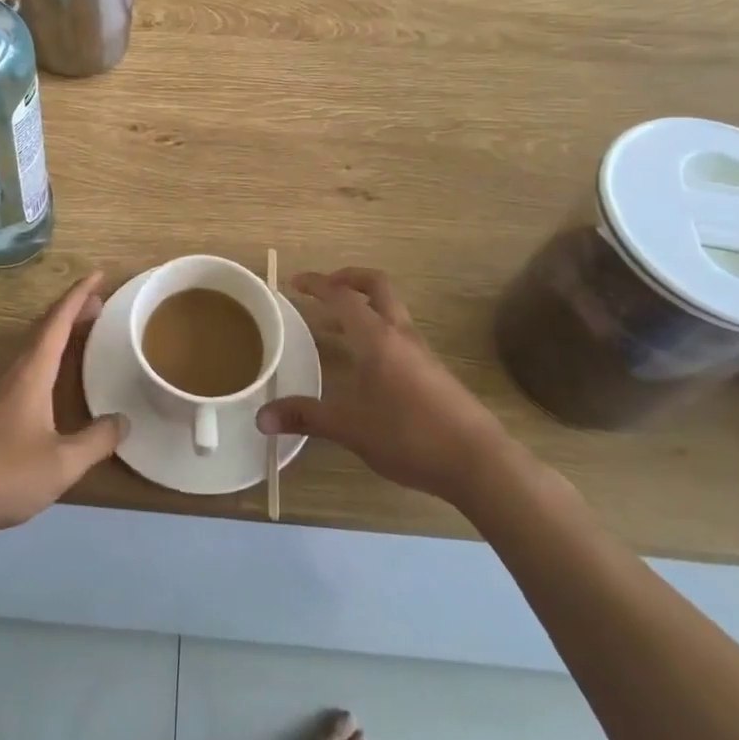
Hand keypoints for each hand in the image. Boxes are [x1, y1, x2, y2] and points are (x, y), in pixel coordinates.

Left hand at [0, 273, 125, 540]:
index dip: (79, 295)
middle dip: (72, 309)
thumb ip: (97, 440)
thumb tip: (124, 420)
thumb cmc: (5, 475)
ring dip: (58, 329)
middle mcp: (13, 369)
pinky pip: (25, 360)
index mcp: (31, 372)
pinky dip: (47, 351)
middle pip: (44, 326)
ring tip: (83, 330)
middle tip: (101, 303)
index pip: (58, 321)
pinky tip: (54, 372)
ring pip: (32, 343)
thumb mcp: (62, 463)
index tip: (99, 274)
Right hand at [257, 269, 507, 502]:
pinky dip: (376, 331)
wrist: (477, 461)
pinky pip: (398, 334)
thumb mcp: (349, 428)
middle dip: (348, 278)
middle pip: (376, 285)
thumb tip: (260, 418)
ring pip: (390, 310)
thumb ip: (305, 417)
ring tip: (334, 327)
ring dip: (363, 306)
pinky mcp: (433, 371)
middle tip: (323, 288)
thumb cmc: (408, 435)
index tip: (294, 282)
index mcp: (376, 338)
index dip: (316, 283)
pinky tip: (365, 364)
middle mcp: (400, 334)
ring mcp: (421, 351)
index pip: (342, 295)